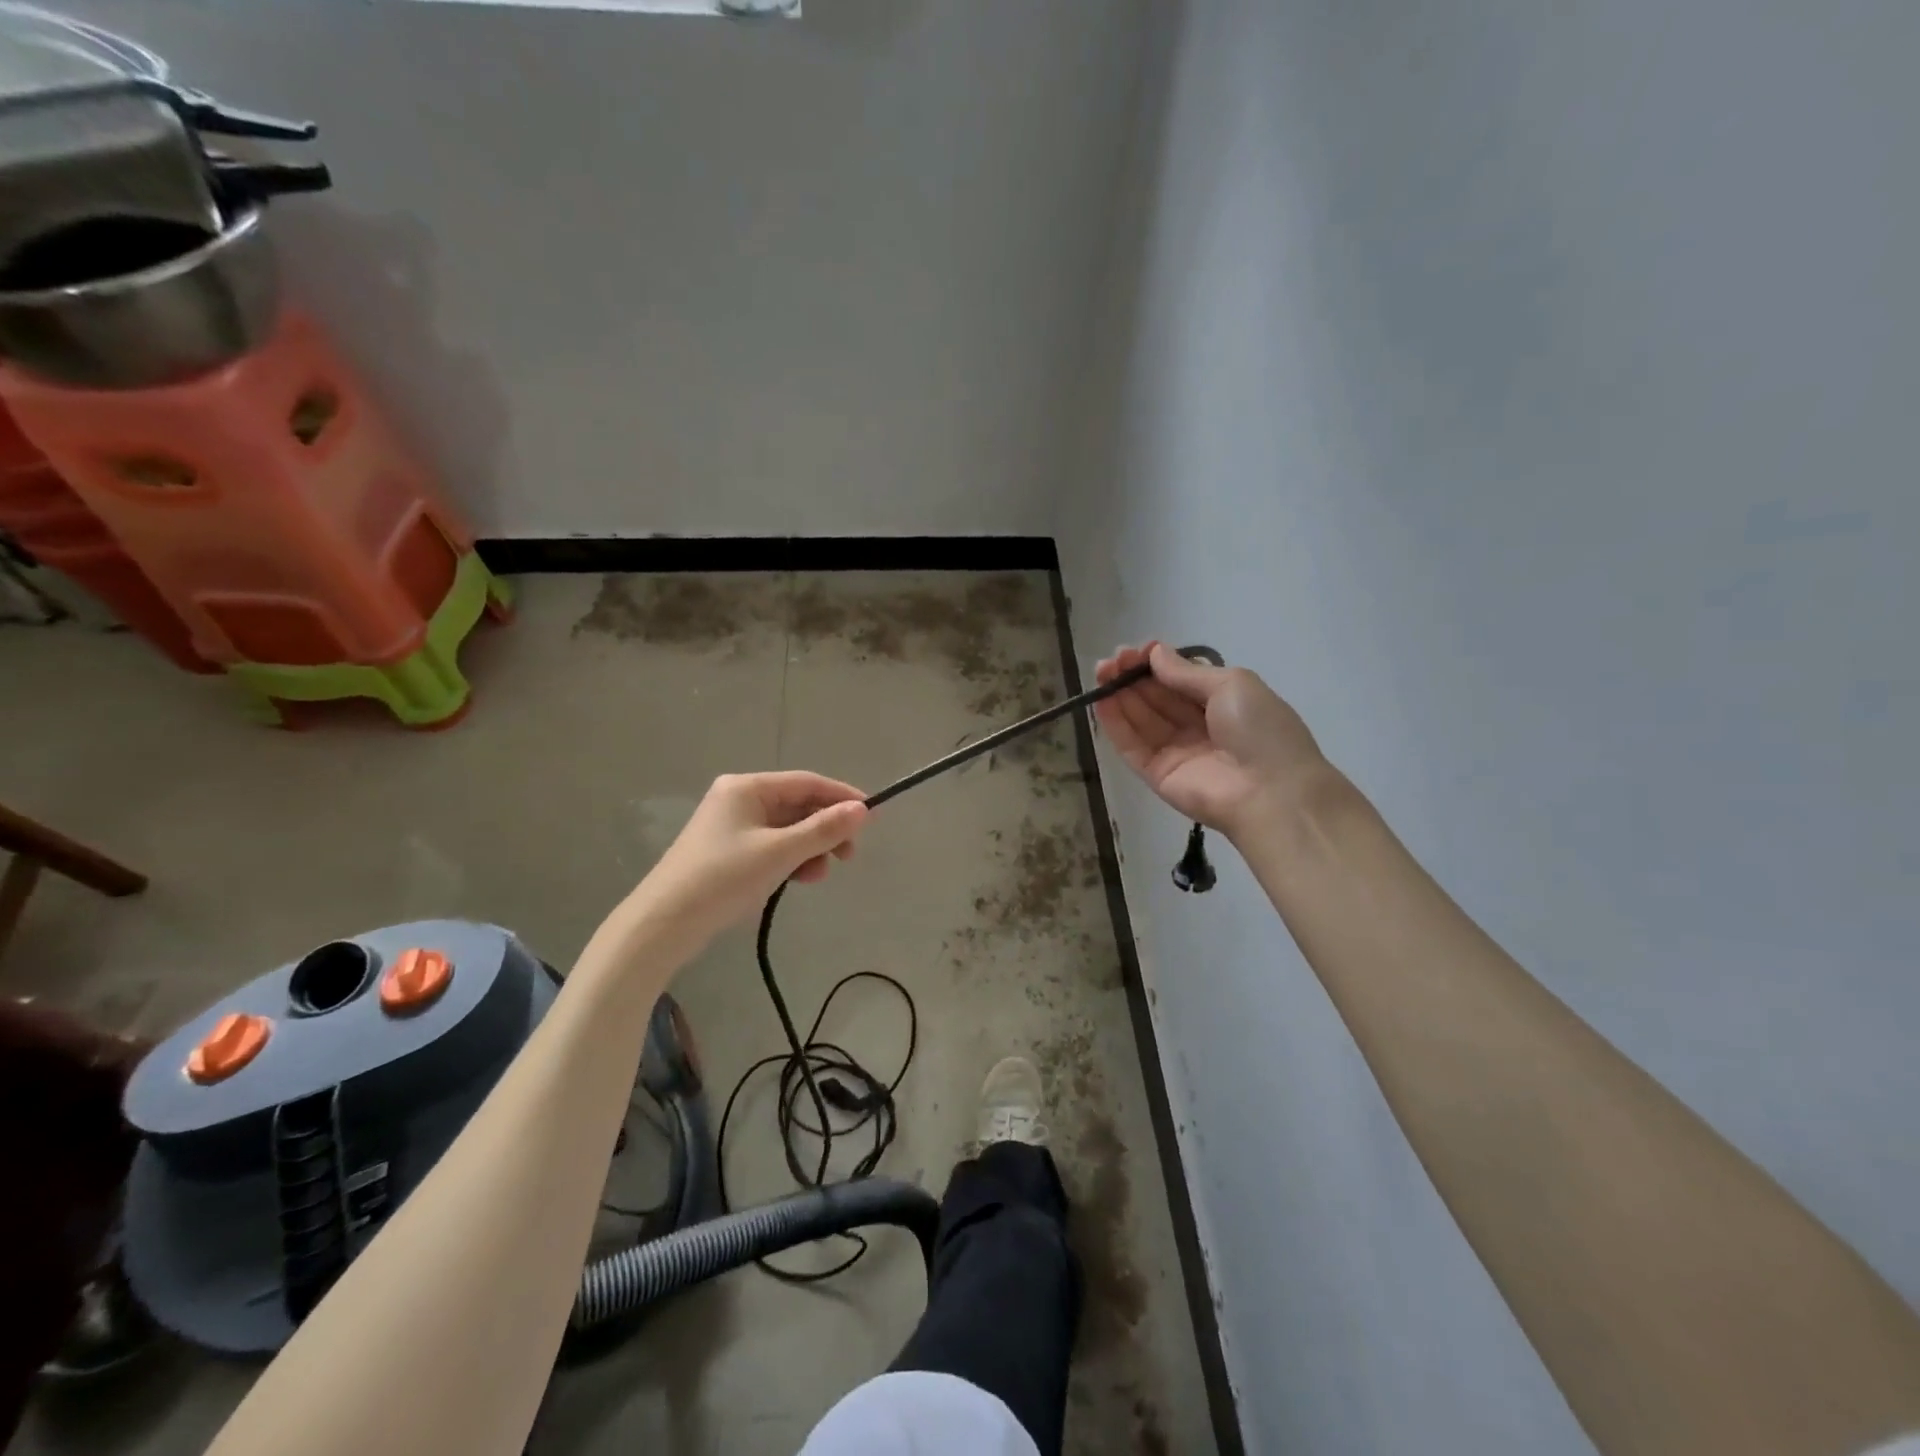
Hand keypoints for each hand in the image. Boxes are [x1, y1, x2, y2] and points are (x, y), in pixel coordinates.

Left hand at [628, 772, 868, 948]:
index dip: (841, 797)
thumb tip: (862, 810)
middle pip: (797, 806)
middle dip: (826, 829)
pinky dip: (791, 860)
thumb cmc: (723, 878)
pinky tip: (800, 879)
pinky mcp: (729, 853)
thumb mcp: (780, 853)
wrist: (663, 924)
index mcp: (747, 788)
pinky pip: (772, 847)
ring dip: (810, 848)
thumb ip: (823, 830)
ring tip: (819, 875)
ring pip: (787, 829)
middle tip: (848, 855)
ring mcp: (732, 827)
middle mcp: (739, 799)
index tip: (871, 817)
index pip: (806, 782)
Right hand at [1094, 643, 1327, 842]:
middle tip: (1111, 660)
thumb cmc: (1260, 730)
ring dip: (1120, 694)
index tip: (1137, 650)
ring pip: (1141, 719)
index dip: (1157, 664)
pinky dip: (1115, 724)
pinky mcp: (1157, 775)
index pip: (1180, 681)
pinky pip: (1132, 746)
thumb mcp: (1232, 684)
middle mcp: (1197, 727)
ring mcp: (1175, 752)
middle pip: (1157, 698)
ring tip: (1101, 672)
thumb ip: (1187, 671)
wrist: (1271, 792)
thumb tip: (1155, 653)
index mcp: (1222, 704)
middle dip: (1133, 676)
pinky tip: (1101, 700)